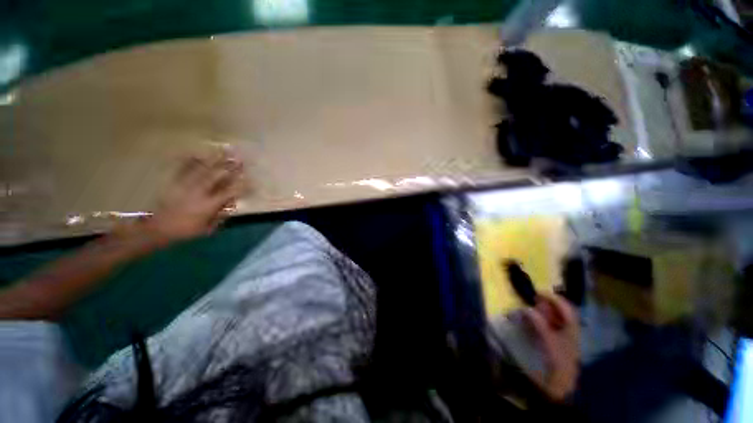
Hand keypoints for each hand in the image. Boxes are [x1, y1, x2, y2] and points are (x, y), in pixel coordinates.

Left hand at [141, 149, 247, 242]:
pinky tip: (198, 152)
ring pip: (203, 169)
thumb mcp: (208, 228)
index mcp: (209, 205)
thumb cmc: (185, 230)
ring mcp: (186, 185)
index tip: (250, 178)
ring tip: (224, 150)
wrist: (157, 228)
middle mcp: (199, 192)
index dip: (241, 185)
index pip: (229, 192)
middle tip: (240, 158)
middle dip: (230, 166)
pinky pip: (183, 168)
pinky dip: (190, 159)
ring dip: (215, 159)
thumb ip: (221, 215)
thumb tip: (231, 203)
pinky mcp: (174, 182)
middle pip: (217, 176)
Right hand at [523, 294, 579, 401]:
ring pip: (555, 317)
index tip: (538, 292)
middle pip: (560, 311)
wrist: (562, 380)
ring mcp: (564, 334)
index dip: (553, 298)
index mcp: (572, 326)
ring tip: (532, 308)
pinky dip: (542, 320)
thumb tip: (527, 308)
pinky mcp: (557, 340)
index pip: (565, 306)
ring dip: (544, 311)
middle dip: (548, 303)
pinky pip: (550, 325)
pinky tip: (534, 320)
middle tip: (534, 299)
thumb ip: (538, 323)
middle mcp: (570, 328)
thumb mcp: (548, 339)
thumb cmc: (558, 358)